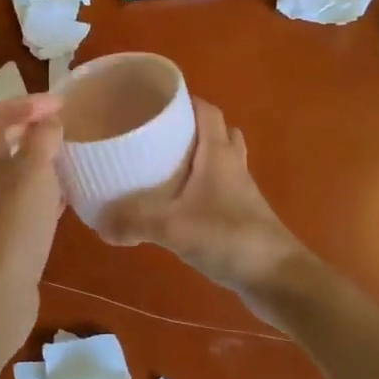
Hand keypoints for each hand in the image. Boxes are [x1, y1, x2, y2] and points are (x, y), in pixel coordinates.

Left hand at [0, 95, 64, 328]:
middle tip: (62, 126)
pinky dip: (45, 190)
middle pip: (0, 140)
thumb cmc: (14, 225)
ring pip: (14, 171)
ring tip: (70, 157)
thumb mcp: (33, 172)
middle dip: (29, 128)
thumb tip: (48, 119)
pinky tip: (68, 197)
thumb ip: (42, 139)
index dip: (26, 102)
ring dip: (39, 159)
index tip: (62, 104)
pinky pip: (25, 200)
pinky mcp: (5, 233)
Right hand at [98, 99, 303, 293]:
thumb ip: (135, 223)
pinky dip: (199, 188)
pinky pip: (218, 190)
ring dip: (197, 158)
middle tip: (156, 134)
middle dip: (189, 128)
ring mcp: (240, 192)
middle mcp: (232, 166)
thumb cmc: (231, 238)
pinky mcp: (241, 216)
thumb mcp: (174, 228)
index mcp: (219, 154)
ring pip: (219, 162)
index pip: (207, 111)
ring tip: (162, 166)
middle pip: (216, 133)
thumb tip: (99, 225)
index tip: (155, 101)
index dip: (185, 100)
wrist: (278, 278)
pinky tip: (175, 205)